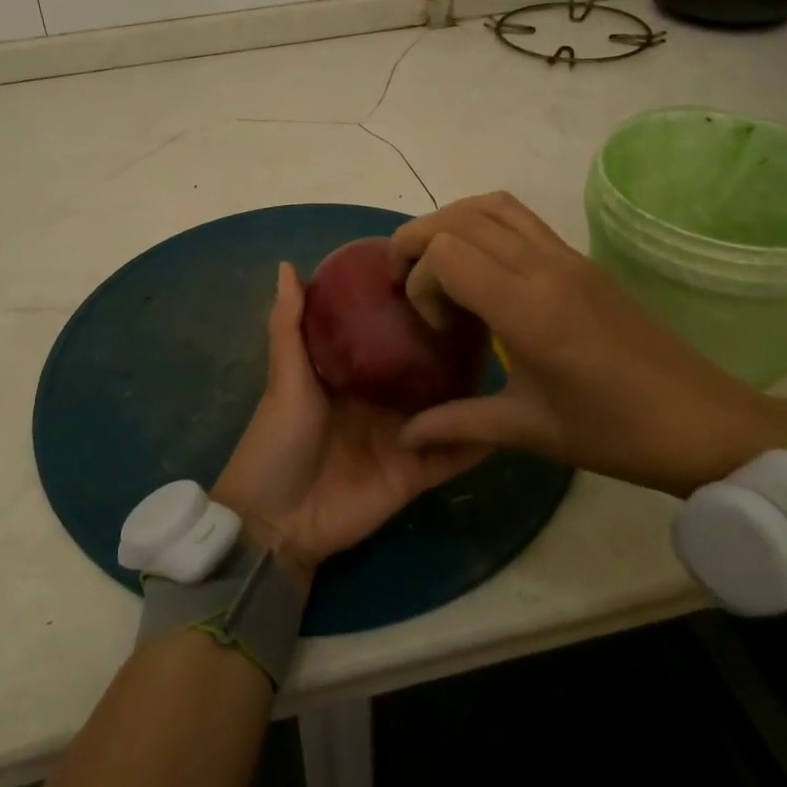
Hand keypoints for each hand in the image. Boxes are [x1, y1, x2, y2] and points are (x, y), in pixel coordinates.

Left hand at [212, 263, 489, 584]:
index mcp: (350, 376)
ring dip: (471, 393)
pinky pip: (450, 456)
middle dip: (450, 349)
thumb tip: (286, 265)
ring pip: (444, 410)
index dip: (409, 312)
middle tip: (490, 316)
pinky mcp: (415, 474)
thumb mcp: (284, 378)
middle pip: (422, 372)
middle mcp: (380, 402)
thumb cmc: (277, 441)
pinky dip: (476, 443)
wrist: (276, 521)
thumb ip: (289, 326)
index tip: (442, 279)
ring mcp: (401, 438)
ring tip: (510, 360)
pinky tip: (509, 421)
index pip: (386, 336)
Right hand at [389, 193, 786, 497]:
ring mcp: (566, 256)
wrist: (703, 422)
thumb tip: (404, 437)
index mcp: (530, 311)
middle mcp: (545, 268)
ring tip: (435, 264)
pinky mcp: (580, 258)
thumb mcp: (529, 431)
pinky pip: (518, 216)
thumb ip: (458, 423)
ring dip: (449, 222)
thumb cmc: (615, 434)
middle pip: (459, 218)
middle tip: (406, 282)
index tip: (435, 326)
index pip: (448, 253)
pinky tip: (479, 266)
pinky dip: (481, 222)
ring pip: (490, 205)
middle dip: (417, 241)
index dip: (421, 281)